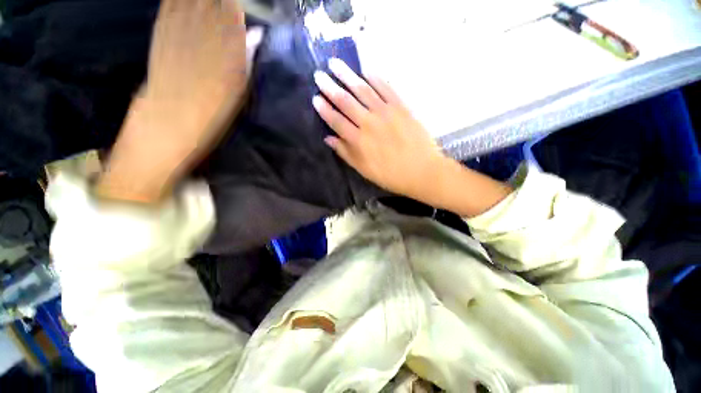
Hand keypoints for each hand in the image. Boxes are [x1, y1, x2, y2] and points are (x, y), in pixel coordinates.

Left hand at [97, 0, 262, 202]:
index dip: (235, 2)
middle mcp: (202, 26)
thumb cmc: (213, 109)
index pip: (232, 6)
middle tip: (226, 4)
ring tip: (208, 4)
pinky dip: (178, 0)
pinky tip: (185, 4)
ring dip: (200, 0)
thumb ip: (247, 56)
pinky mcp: (160, 29)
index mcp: (227, 43)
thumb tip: (256, 34)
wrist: (170, 120)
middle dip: (219, 0)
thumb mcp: (239, 87)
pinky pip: (170, 3)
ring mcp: (177, 24)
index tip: (239, 5)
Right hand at [314, 59, 512, 216]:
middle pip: (346, 101)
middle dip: (330, 87)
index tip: (315, 98)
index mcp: (359, 140)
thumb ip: (346, 153)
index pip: (336, 120)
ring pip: (363, 90)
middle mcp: (369, 122)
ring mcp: (386, 112)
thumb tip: (328, 139)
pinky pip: (386, 89)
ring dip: (348, 76)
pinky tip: (366, 70)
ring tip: (336, 64)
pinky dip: (376, 78)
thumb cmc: (391, 175)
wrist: (422, 171)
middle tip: (319, 74)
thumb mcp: (364, 170)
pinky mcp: (401, 107)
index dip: (325, 109)